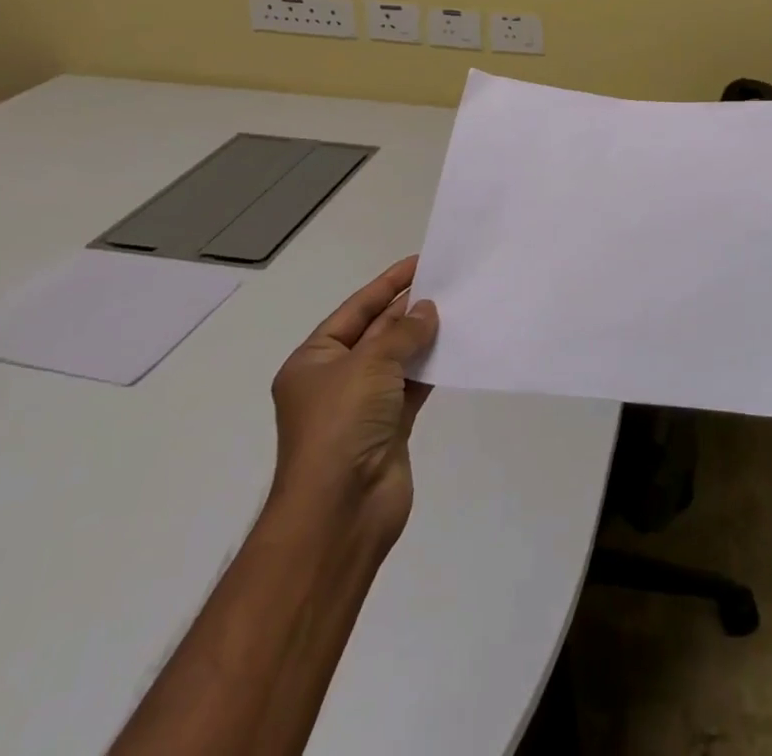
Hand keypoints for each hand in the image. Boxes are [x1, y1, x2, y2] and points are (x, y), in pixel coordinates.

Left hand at [269, 255, 438, 540]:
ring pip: (398, 359)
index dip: (387, 284)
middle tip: (447, 282)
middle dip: (408, 309)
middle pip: (377, 332)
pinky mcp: (390, 427)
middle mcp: (336, 380)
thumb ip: (402, 333)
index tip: (420, 262)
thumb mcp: (369, 365)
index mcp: (314, 361)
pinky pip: (413, 386)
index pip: (355, 310)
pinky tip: (456, 348)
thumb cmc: (341, 426)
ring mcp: (363, 406)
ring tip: (458, 308)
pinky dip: (431, 367)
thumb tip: (427, 310)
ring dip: (423, 337)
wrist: (341, 511)